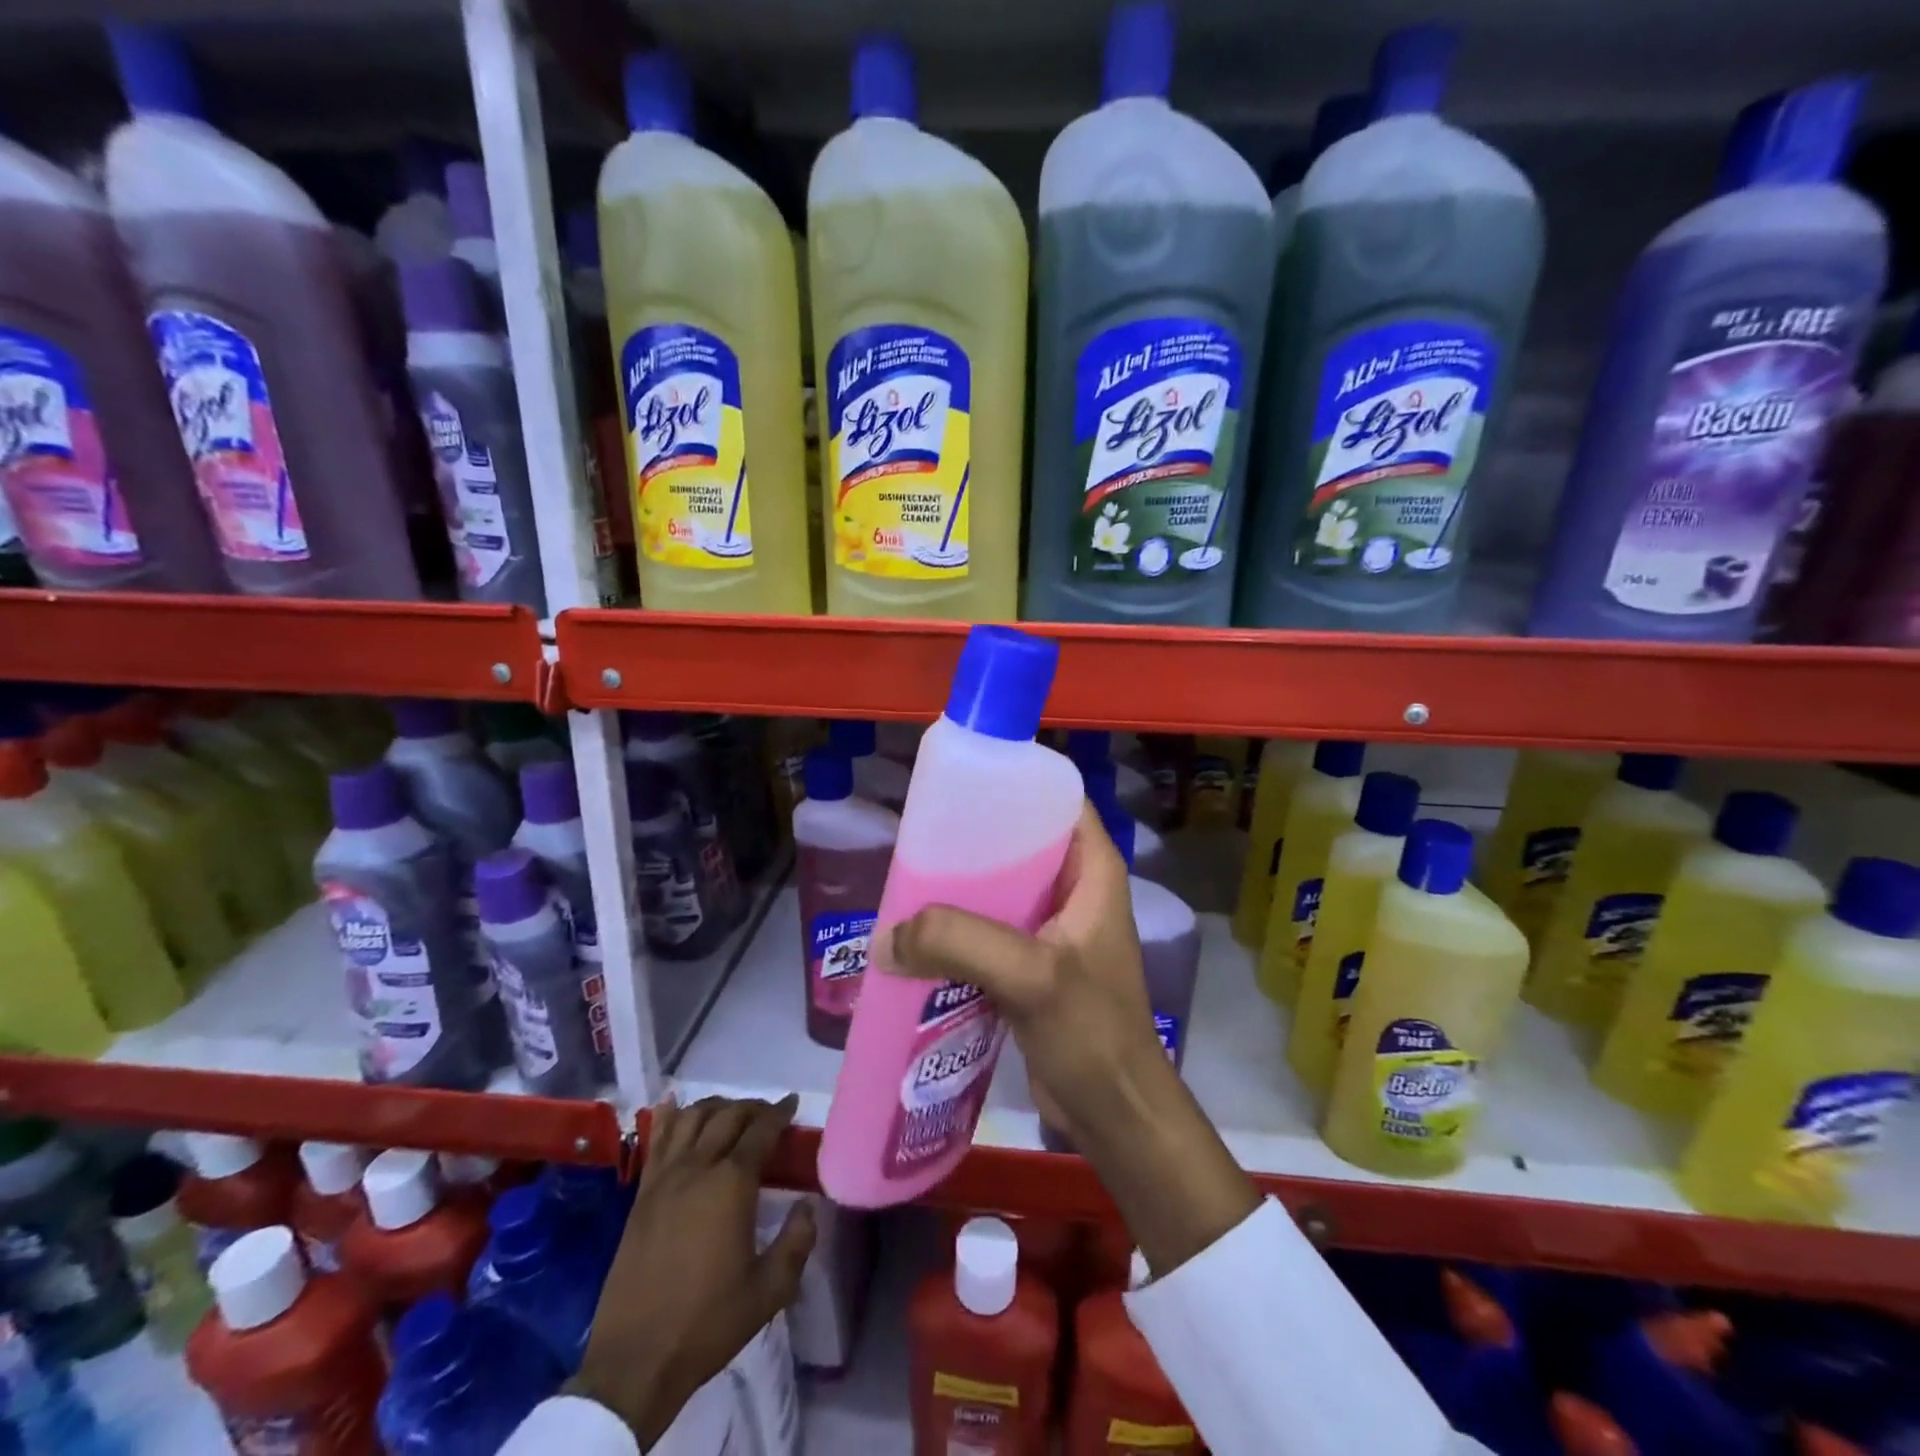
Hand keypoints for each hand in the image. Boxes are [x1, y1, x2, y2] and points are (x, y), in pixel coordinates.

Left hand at [572, 1095, 815, 1445]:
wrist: (635, 1361)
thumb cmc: (707, 1324)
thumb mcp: (769, 1291)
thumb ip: (797, 1242)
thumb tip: (807, 1205)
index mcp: (732, 1184)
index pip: (761, 1131)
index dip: (780, 1112)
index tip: (792, 1104)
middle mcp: (698, 1168)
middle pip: (728, 1116)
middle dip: (752, 1107)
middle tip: (768, 1114)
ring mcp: (664, 1178)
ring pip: (692, 1118)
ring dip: (716, 1106)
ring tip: (731, 1112)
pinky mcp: (641, 1195)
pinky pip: (657, 1140)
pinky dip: (670, 1116)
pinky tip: (676, 1105)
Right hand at [885, 804, 1258, 1276]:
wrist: (1114, 1114)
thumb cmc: (1092, 1034)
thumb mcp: (1031, 977)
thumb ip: (961, 942)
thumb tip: (885, 937)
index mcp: (1092, 869)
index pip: (1055, 799)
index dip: (1012, 783)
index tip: (957, 785)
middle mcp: (1074, 888)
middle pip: (1018, 841)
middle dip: (970, 839)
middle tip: (917, 840)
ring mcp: (1052, 927)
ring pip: (999, 887)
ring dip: (958, 888)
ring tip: (908, 883)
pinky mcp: (1032, 964)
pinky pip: (988, 929)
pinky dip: (958, 929)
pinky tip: (919, 934)